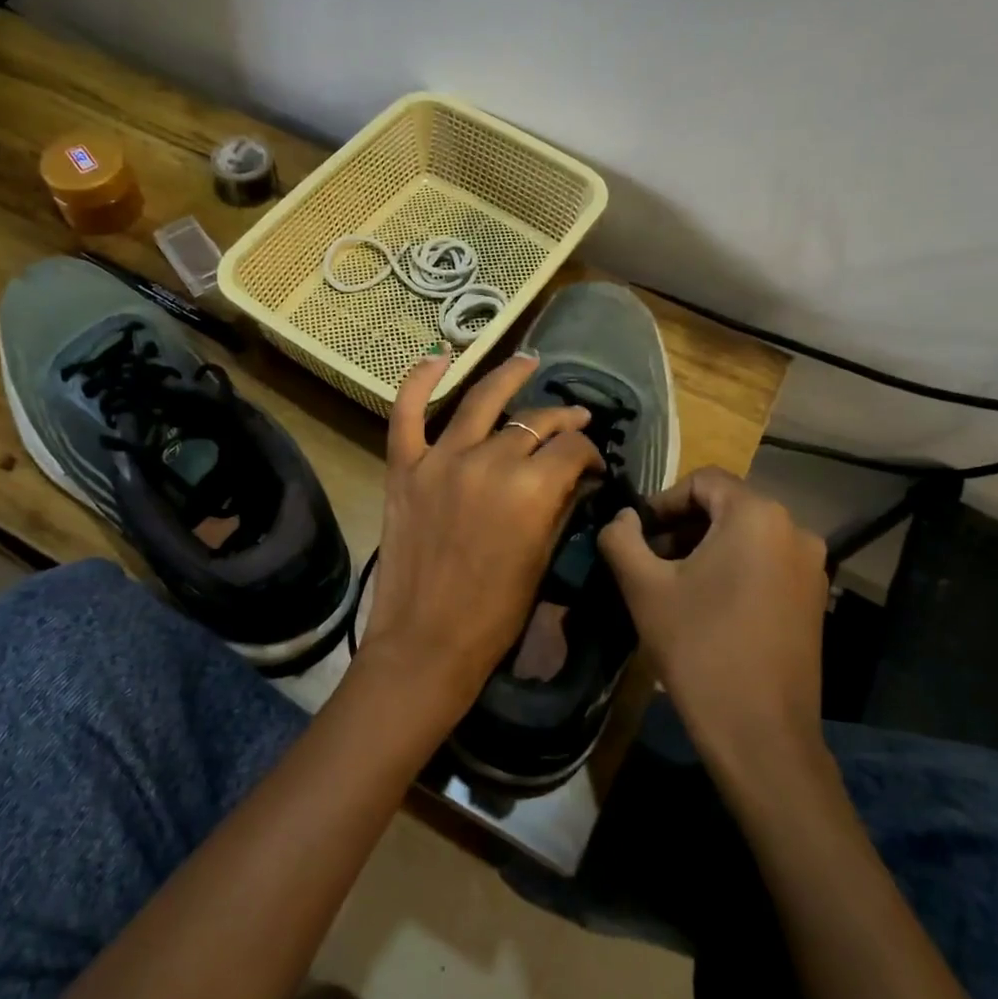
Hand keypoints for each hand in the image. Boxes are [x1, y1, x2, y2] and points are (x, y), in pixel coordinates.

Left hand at [360, 352, 602, 722]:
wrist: (426, 641)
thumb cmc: (494, 614)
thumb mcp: (543, 559)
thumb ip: (560, 506)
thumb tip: (575, 475)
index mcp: (531, 490)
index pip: (571, 449)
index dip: (589, 453)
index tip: (593, 466)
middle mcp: (488, 461)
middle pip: (533, 423)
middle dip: (561, 421)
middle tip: (573, 421)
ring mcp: (440, 460)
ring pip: (481, 402)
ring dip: (508, 377)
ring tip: (528, 362)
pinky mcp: (404, 468)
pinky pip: (406, 412)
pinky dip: (419, 380)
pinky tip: (439, 357)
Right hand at [598, 467, 827, 762]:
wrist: (759, 732)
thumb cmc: (698, 647)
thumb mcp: (644, 587)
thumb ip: (622, 538)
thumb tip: (620, 518)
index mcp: (757, 515)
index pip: (703, 481)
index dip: (661, 501)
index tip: (635, 536)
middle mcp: (795, 530)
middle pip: (726, 507)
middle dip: (681, 527)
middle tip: (647, 562)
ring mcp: (810, 567)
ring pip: (746, 537)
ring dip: (704, 549)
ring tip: (672, 586)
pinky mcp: (814, 600)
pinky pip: (765, 564)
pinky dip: (732, 570)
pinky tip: (707, 607)